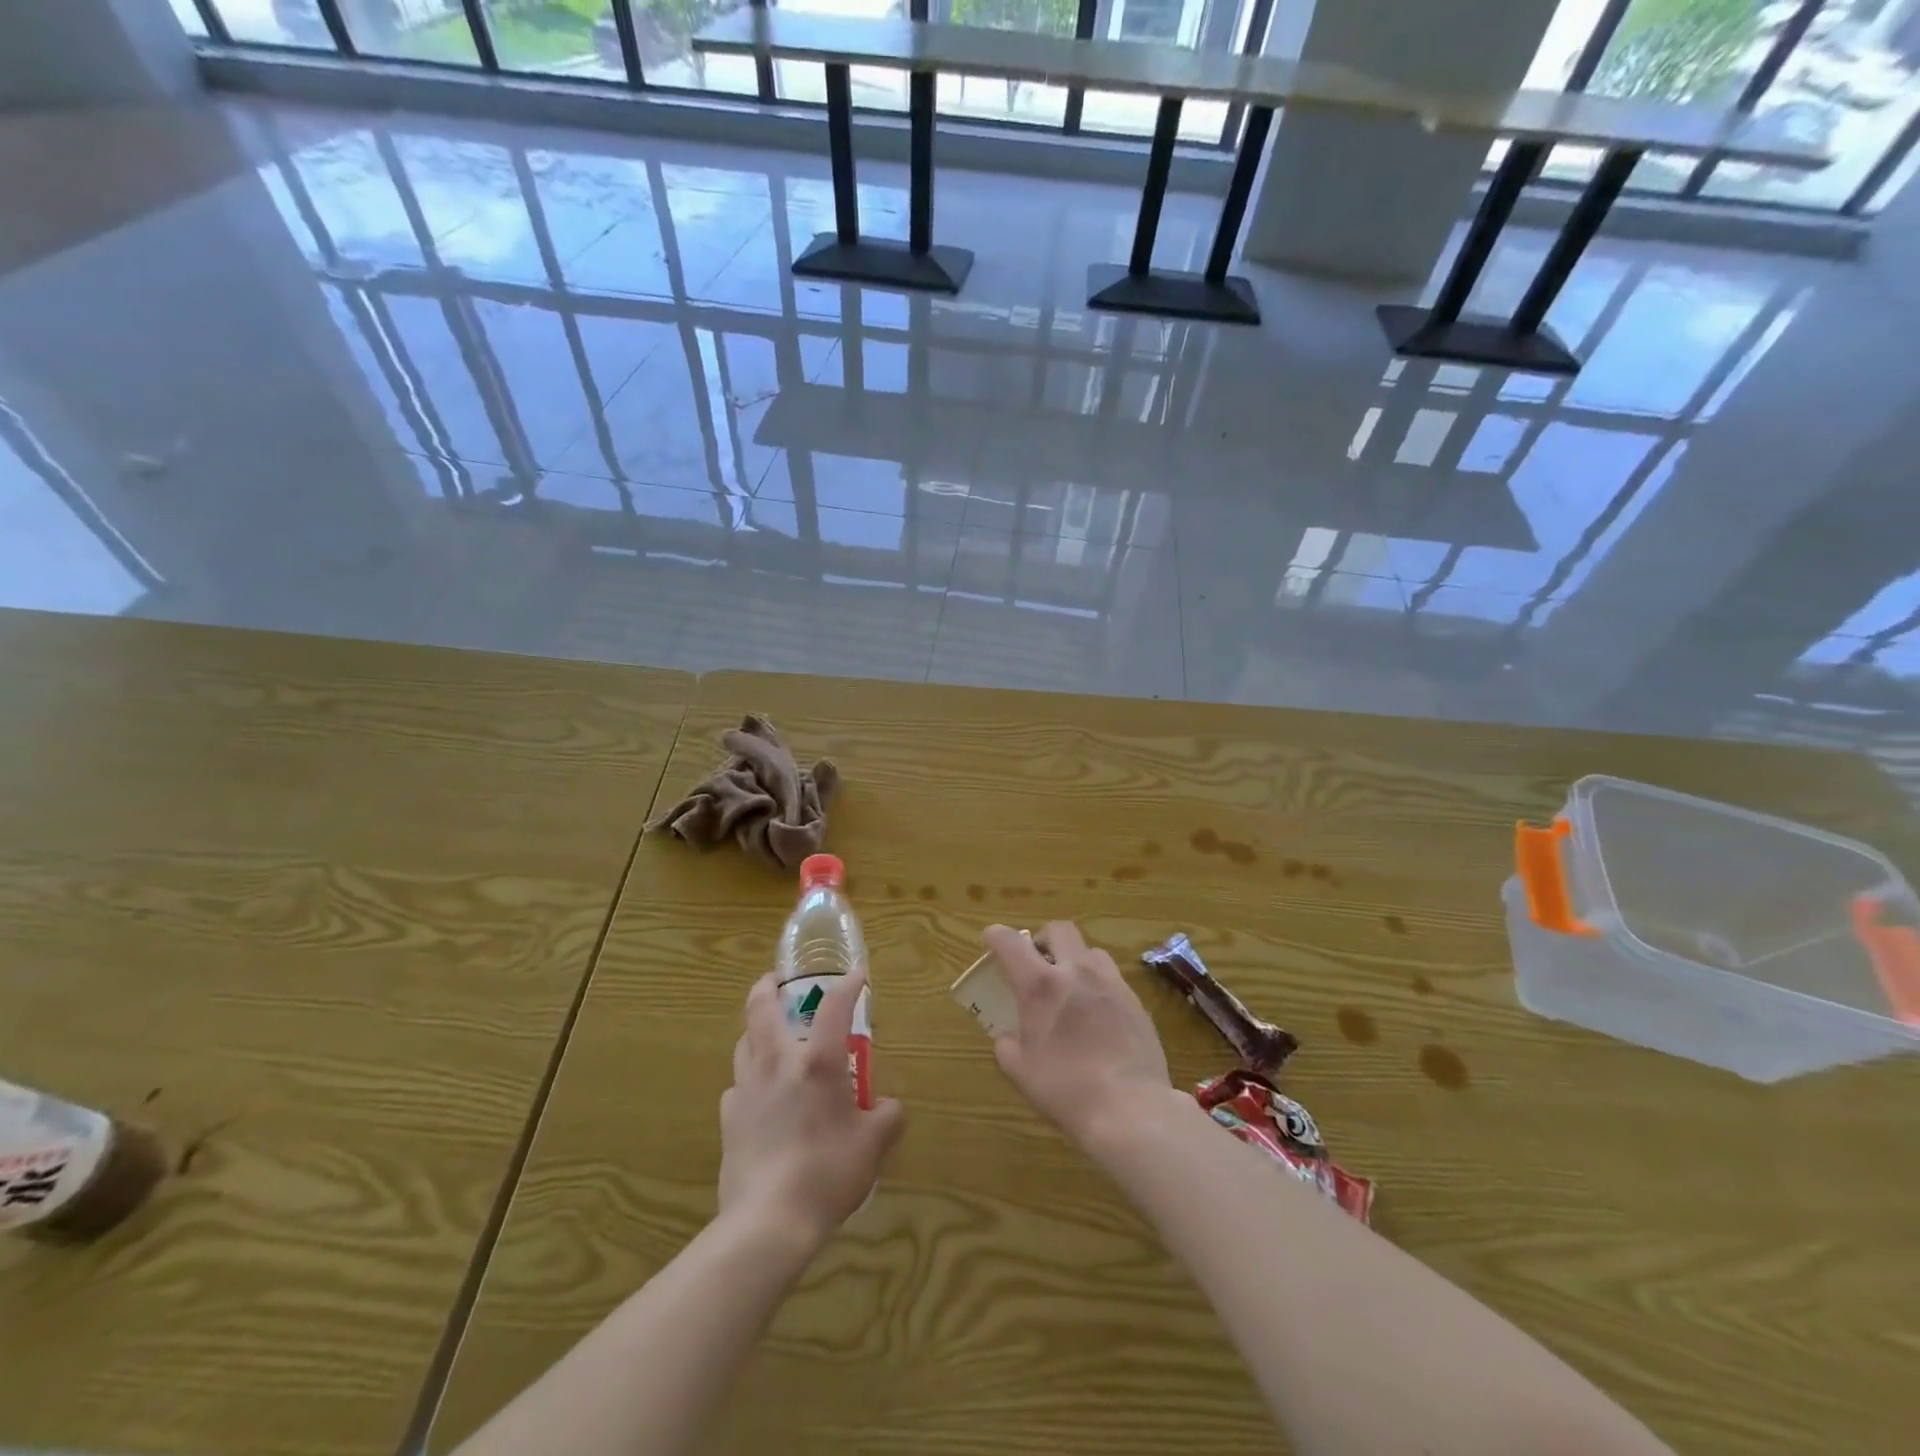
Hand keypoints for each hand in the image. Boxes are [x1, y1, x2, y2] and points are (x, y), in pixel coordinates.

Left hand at [718, 969, 905, 1251]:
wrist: (768, 1220)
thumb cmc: (828, 1173)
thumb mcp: (873, 1146)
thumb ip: (887, 1117)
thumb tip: (888, 1107)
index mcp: (817, 1062)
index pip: (834, 1006)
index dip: (847, 985)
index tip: (857, 976)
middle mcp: (778, 1063)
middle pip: (761, 1008)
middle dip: (768, 986)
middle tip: (777, 981)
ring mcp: (747, 1088)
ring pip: (744, 1042)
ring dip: (756, 1031)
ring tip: (769, 1036)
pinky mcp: (728, 1118)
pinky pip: (737, 1085)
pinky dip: (749, 1080)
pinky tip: (760, 1096)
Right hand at [983, 922, 1174, 1150]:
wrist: (1130, 1108)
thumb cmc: (1066, 1089)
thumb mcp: (1020, 1071)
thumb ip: (1007, 1044)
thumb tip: (1008, 1035)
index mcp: (1041, 985)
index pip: (1010, 941)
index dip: (995, 936)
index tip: (990, 942)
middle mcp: (1077, 971)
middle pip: (1058, 929)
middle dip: (1042, 940)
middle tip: (1037, 965)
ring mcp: (1110, 982)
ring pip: (1090, 950)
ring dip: (1075, 960)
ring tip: (1071, 989)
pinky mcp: (1135, 1000)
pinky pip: (1112, 978)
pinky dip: (1098, 985)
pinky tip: (1097, 1016)